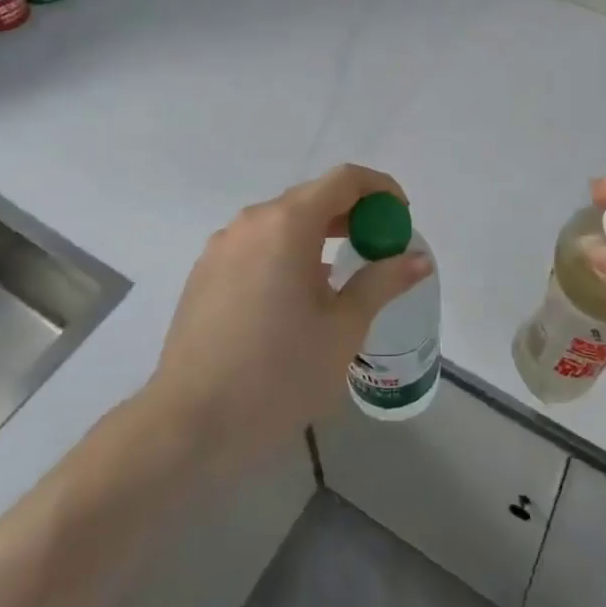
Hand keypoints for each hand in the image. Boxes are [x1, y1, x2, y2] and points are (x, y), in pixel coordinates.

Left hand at [145, 164, 433, 474]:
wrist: (187, 426)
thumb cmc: (277, 376)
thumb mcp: (343, 330)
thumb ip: (382, 282)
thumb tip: (418, 258)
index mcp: (287, 224)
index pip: (344, 180)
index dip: (380, 189)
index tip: (401, 218)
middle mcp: (252, 222)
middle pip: (312, 198)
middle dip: (352, 215)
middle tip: (379, 249)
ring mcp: (222, 246)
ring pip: (282, 222)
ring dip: (319, 236)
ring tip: (341, 277)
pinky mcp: (204, 272)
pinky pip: (257, 245)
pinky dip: (287, 253)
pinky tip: (295, 298)